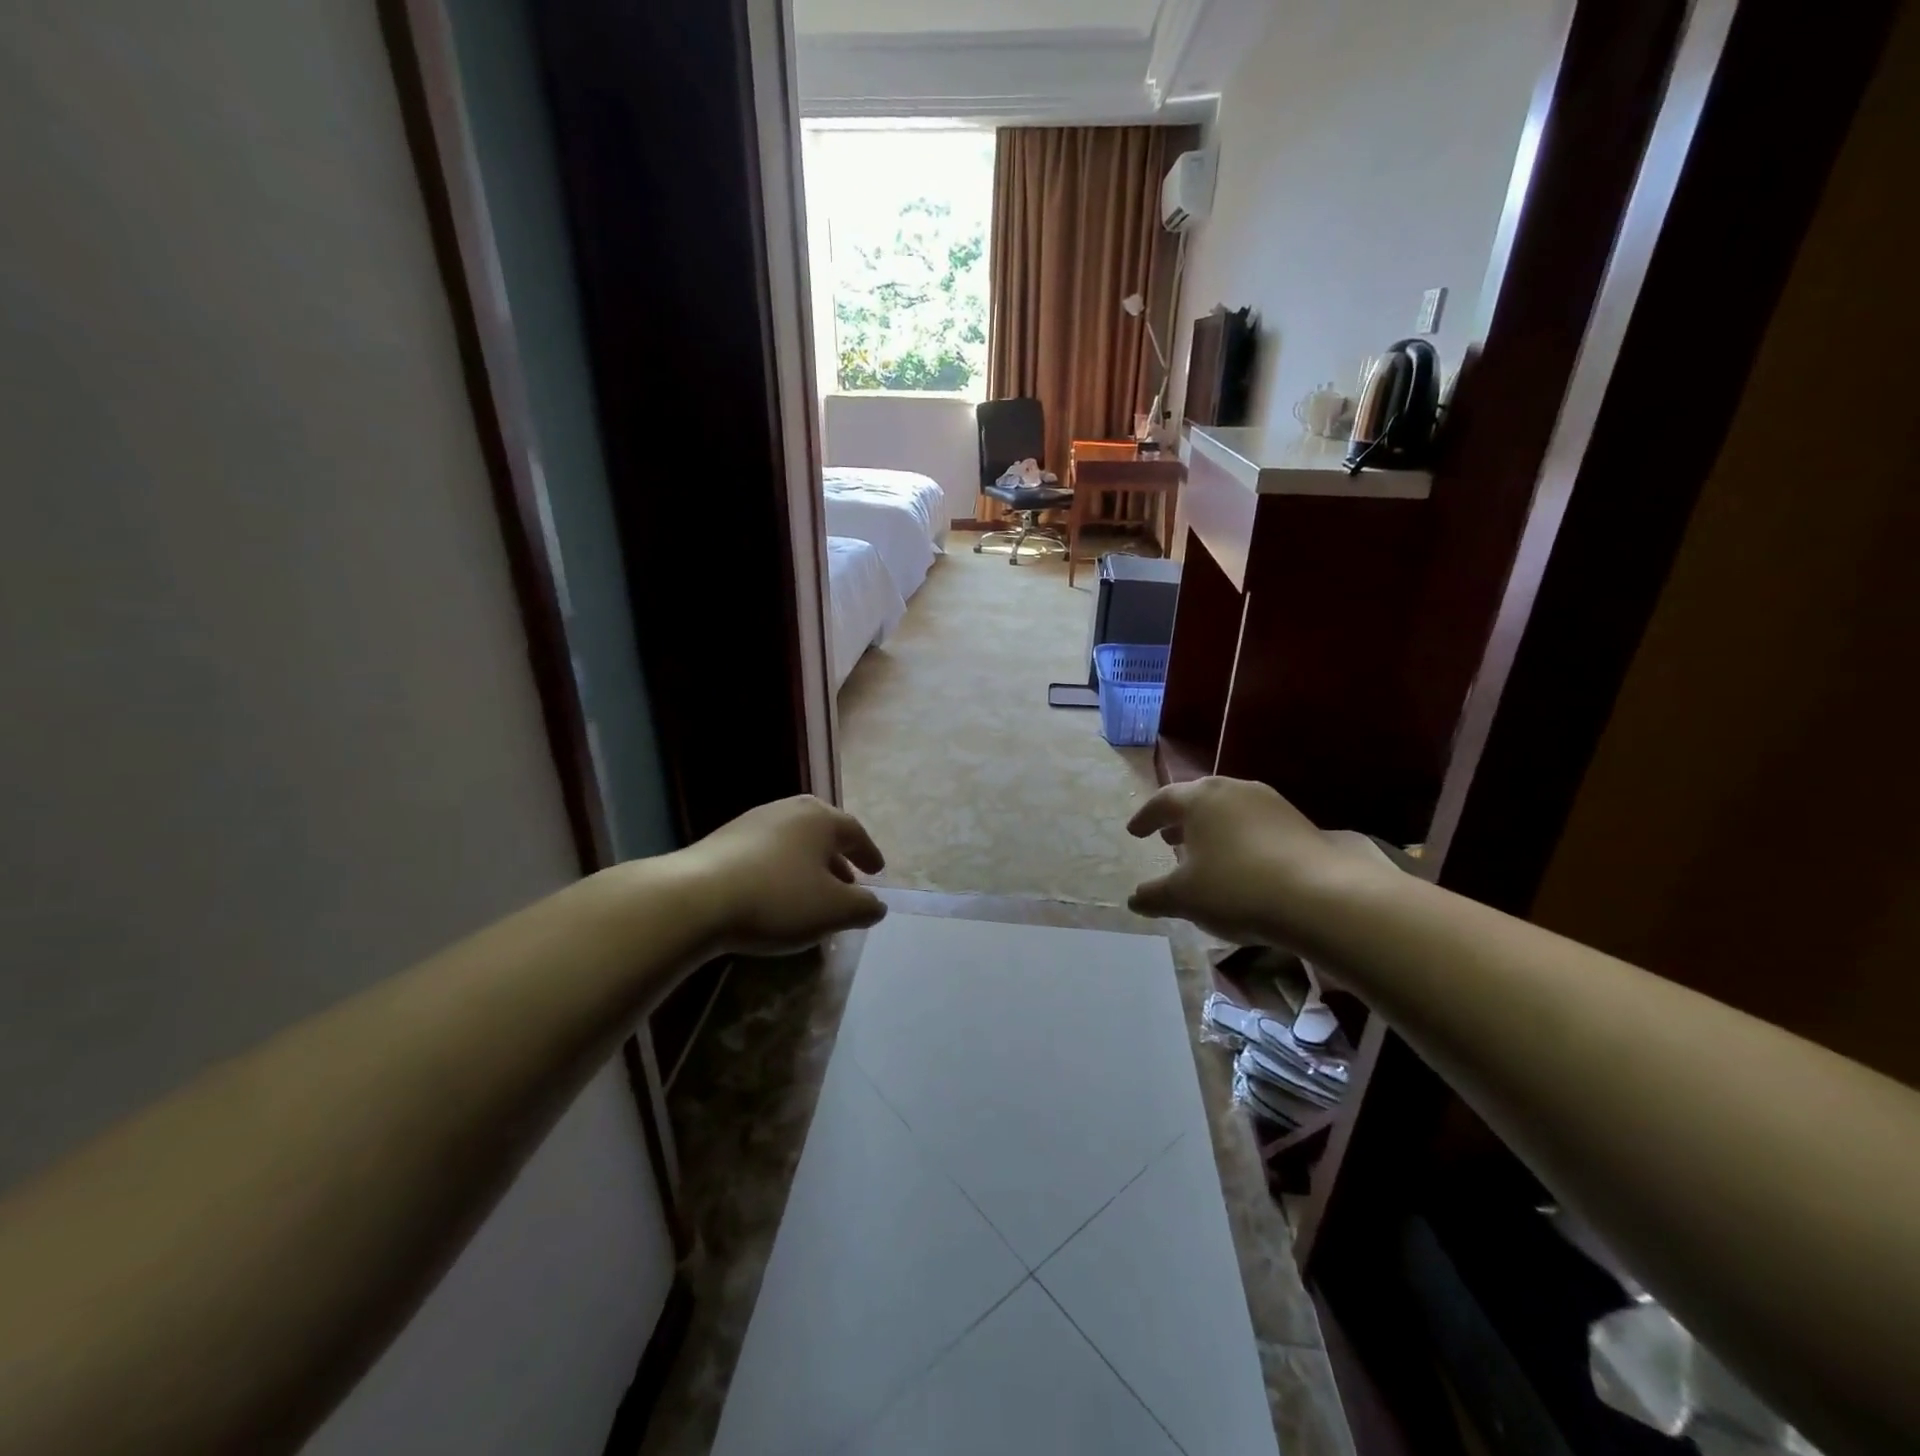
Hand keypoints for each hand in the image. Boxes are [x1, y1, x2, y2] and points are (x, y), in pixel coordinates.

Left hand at [671, 796, 887, 955]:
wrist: (696, 898)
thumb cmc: (778, 898)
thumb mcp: (833, 910)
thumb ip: (863, 907)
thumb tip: (877, 904)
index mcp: (821, 819)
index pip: (855, 832)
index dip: (869, 853)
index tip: (877, 871)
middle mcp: (789, 810)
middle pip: (823, 832)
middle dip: (838, 858)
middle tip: (848, 881)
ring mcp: (753, 821)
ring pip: (793, 842)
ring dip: (808, 865)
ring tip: (811, 893)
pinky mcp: (724, 840)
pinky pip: (766, 852)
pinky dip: (781, 870)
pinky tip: (774, 895)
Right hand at [1126, 777, 1380, 946]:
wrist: (1320, 897)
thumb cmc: (1236, 887)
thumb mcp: (1184, 897)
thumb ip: (1154, 895)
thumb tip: (1134, 899)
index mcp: (1200, 798)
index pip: (1163, 800)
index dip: (1145, 817)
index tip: (1134, 832)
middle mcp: (1233, 789)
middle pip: (1197, 799)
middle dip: (1179, 820)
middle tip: (1165, 838)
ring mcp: (1269, 802)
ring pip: (1228, 810)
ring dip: (1210, 828)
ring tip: (1201, 852)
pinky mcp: (1297, 821)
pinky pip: (1253, 823)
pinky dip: (1237, 837)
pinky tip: (1239, 863)